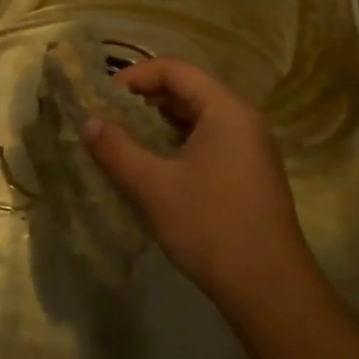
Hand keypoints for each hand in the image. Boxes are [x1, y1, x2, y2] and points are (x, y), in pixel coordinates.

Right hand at [82, 59, 317, 320]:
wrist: (269, 289)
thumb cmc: (210, 225)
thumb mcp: (153, 186)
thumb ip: (116, 149)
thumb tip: (88, 122)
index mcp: (225, 110)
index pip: (174, 70)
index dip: (134, 77)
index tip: (102, 99)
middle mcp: (242, 120)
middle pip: (187, 90)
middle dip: (143, 100)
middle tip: (108, 119)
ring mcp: (249, 148)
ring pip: (196, 119)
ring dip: (157, 125)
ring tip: (123, 142)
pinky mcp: (248, 174)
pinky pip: (206, 142)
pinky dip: (175, 145)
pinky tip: (152, 168)